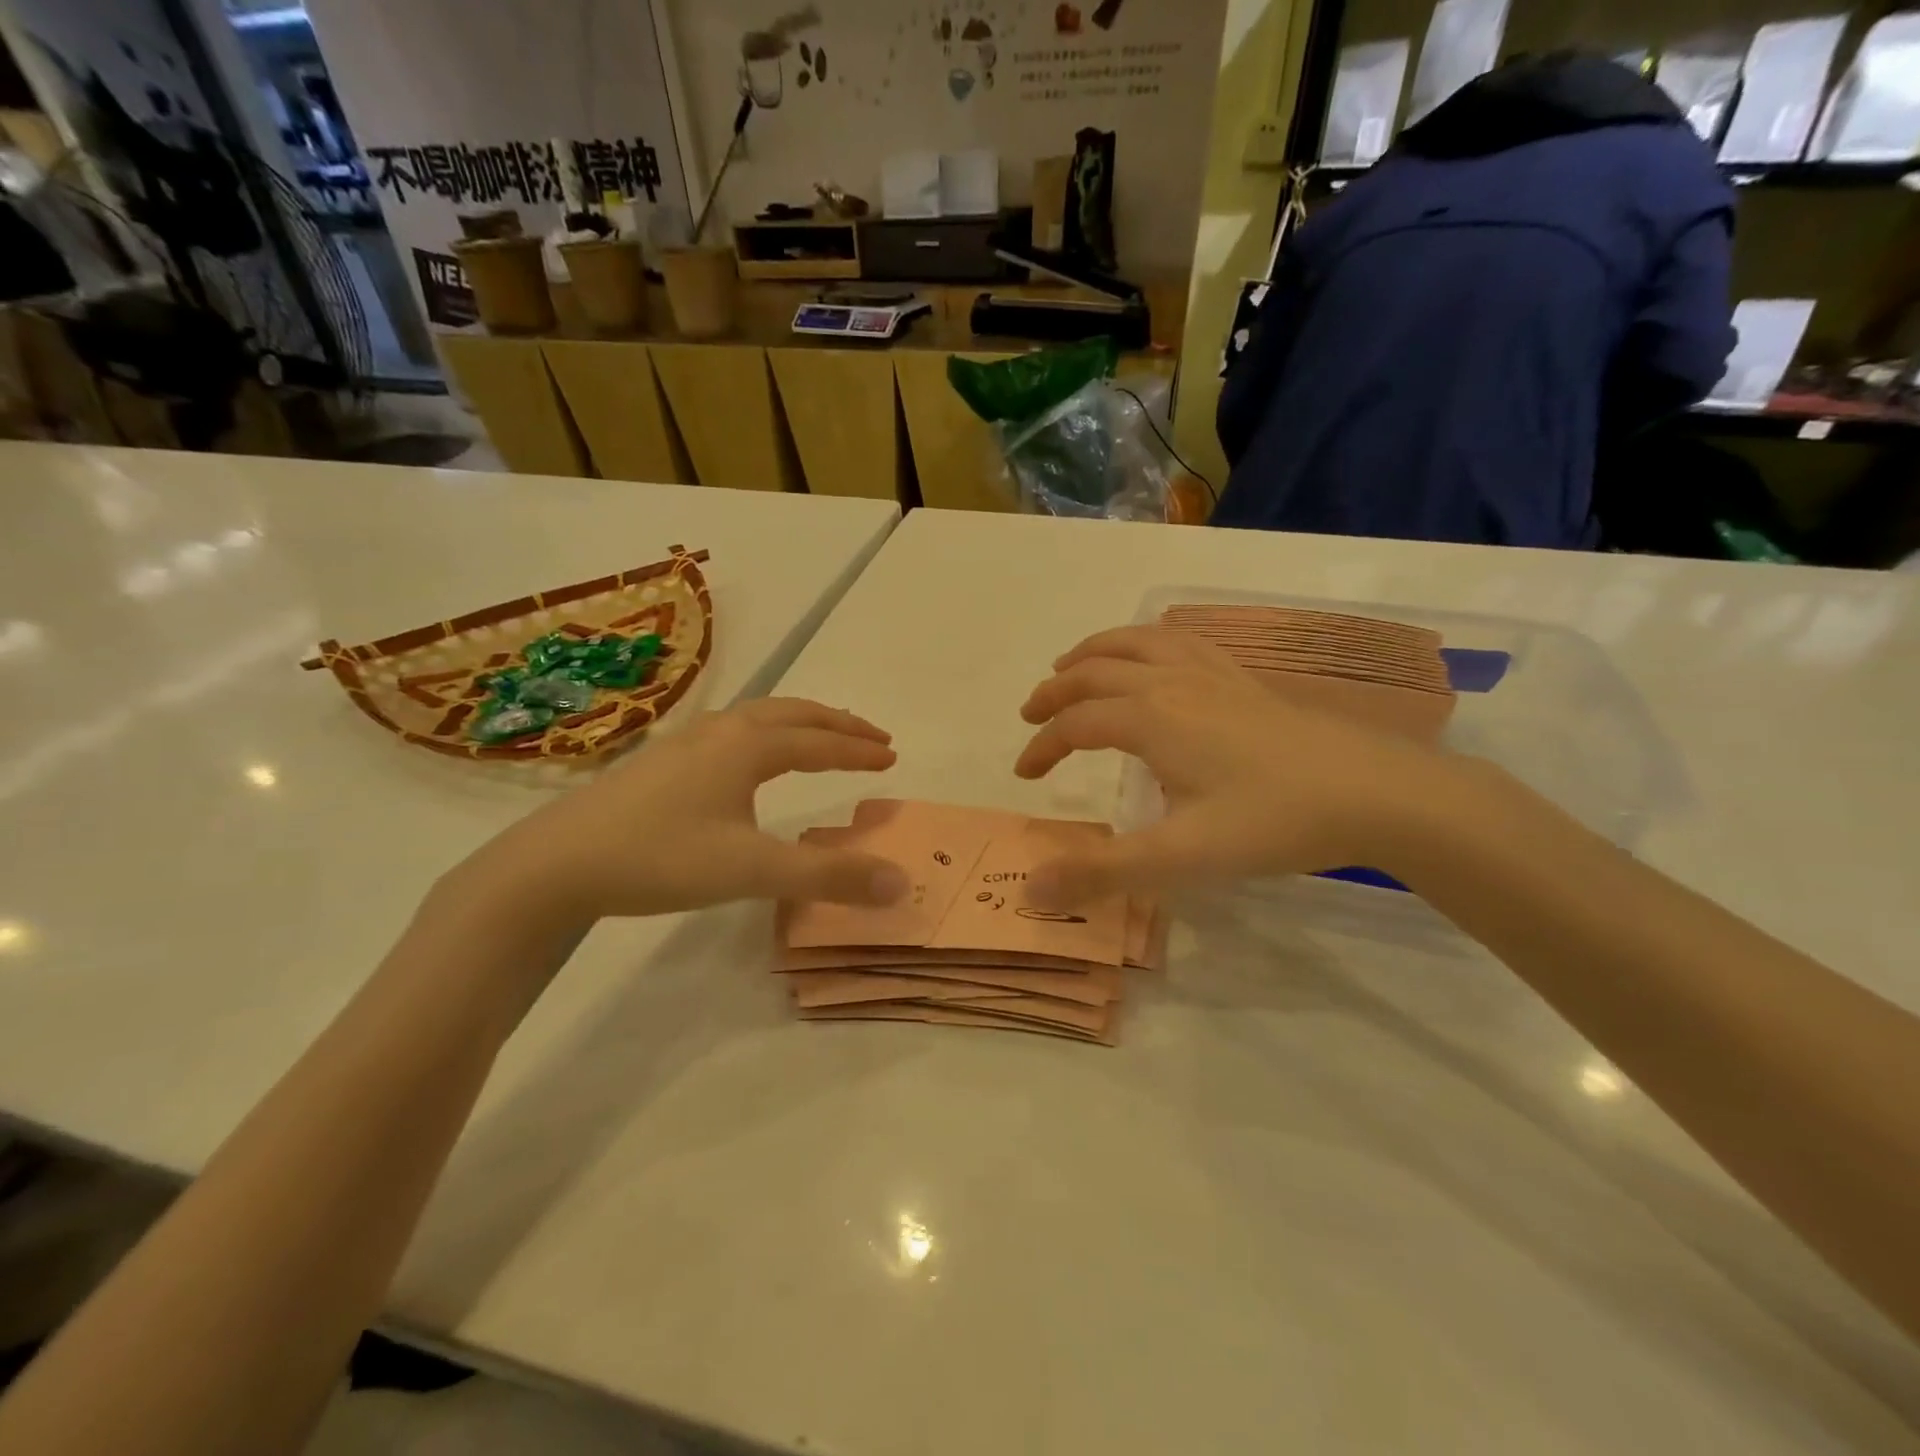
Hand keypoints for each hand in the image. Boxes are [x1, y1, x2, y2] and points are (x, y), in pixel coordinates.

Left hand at [448, 698, 908, 924]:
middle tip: (872, 736)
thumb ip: (828, 878)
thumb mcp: (751, 871)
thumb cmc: (660, 858)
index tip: (892, 756)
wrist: (555, 864)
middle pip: (792, 714)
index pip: (819, 742)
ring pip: (757, 717)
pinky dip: (766, 733)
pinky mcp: (661, 762)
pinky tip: (750, 759)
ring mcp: (686, 743)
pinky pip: (732, 731)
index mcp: (747, 747)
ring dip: (800, 723)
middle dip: (836, 724)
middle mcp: (721, 732)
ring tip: (822, 738)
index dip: (858, 750)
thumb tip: (900, 882)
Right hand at [1015, 627, 1459, 900]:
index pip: (1076, 723)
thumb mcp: (1182, 857)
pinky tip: (1156, 655)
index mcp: (1151, 719)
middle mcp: (1173, 683)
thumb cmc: (1273, 822)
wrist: (1375, 793)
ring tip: (1072, 664)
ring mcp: (1213, 674)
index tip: (1024, 774)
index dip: (1043, 746)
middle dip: (1056, 691)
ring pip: (1138, 644)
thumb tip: (1032, 889)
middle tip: (1031, 713)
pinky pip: (1183, 642)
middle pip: (1097, 671)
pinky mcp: (1244, 679)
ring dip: (1095, 652)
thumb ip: (1104, 872)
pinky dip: (1150, 641)